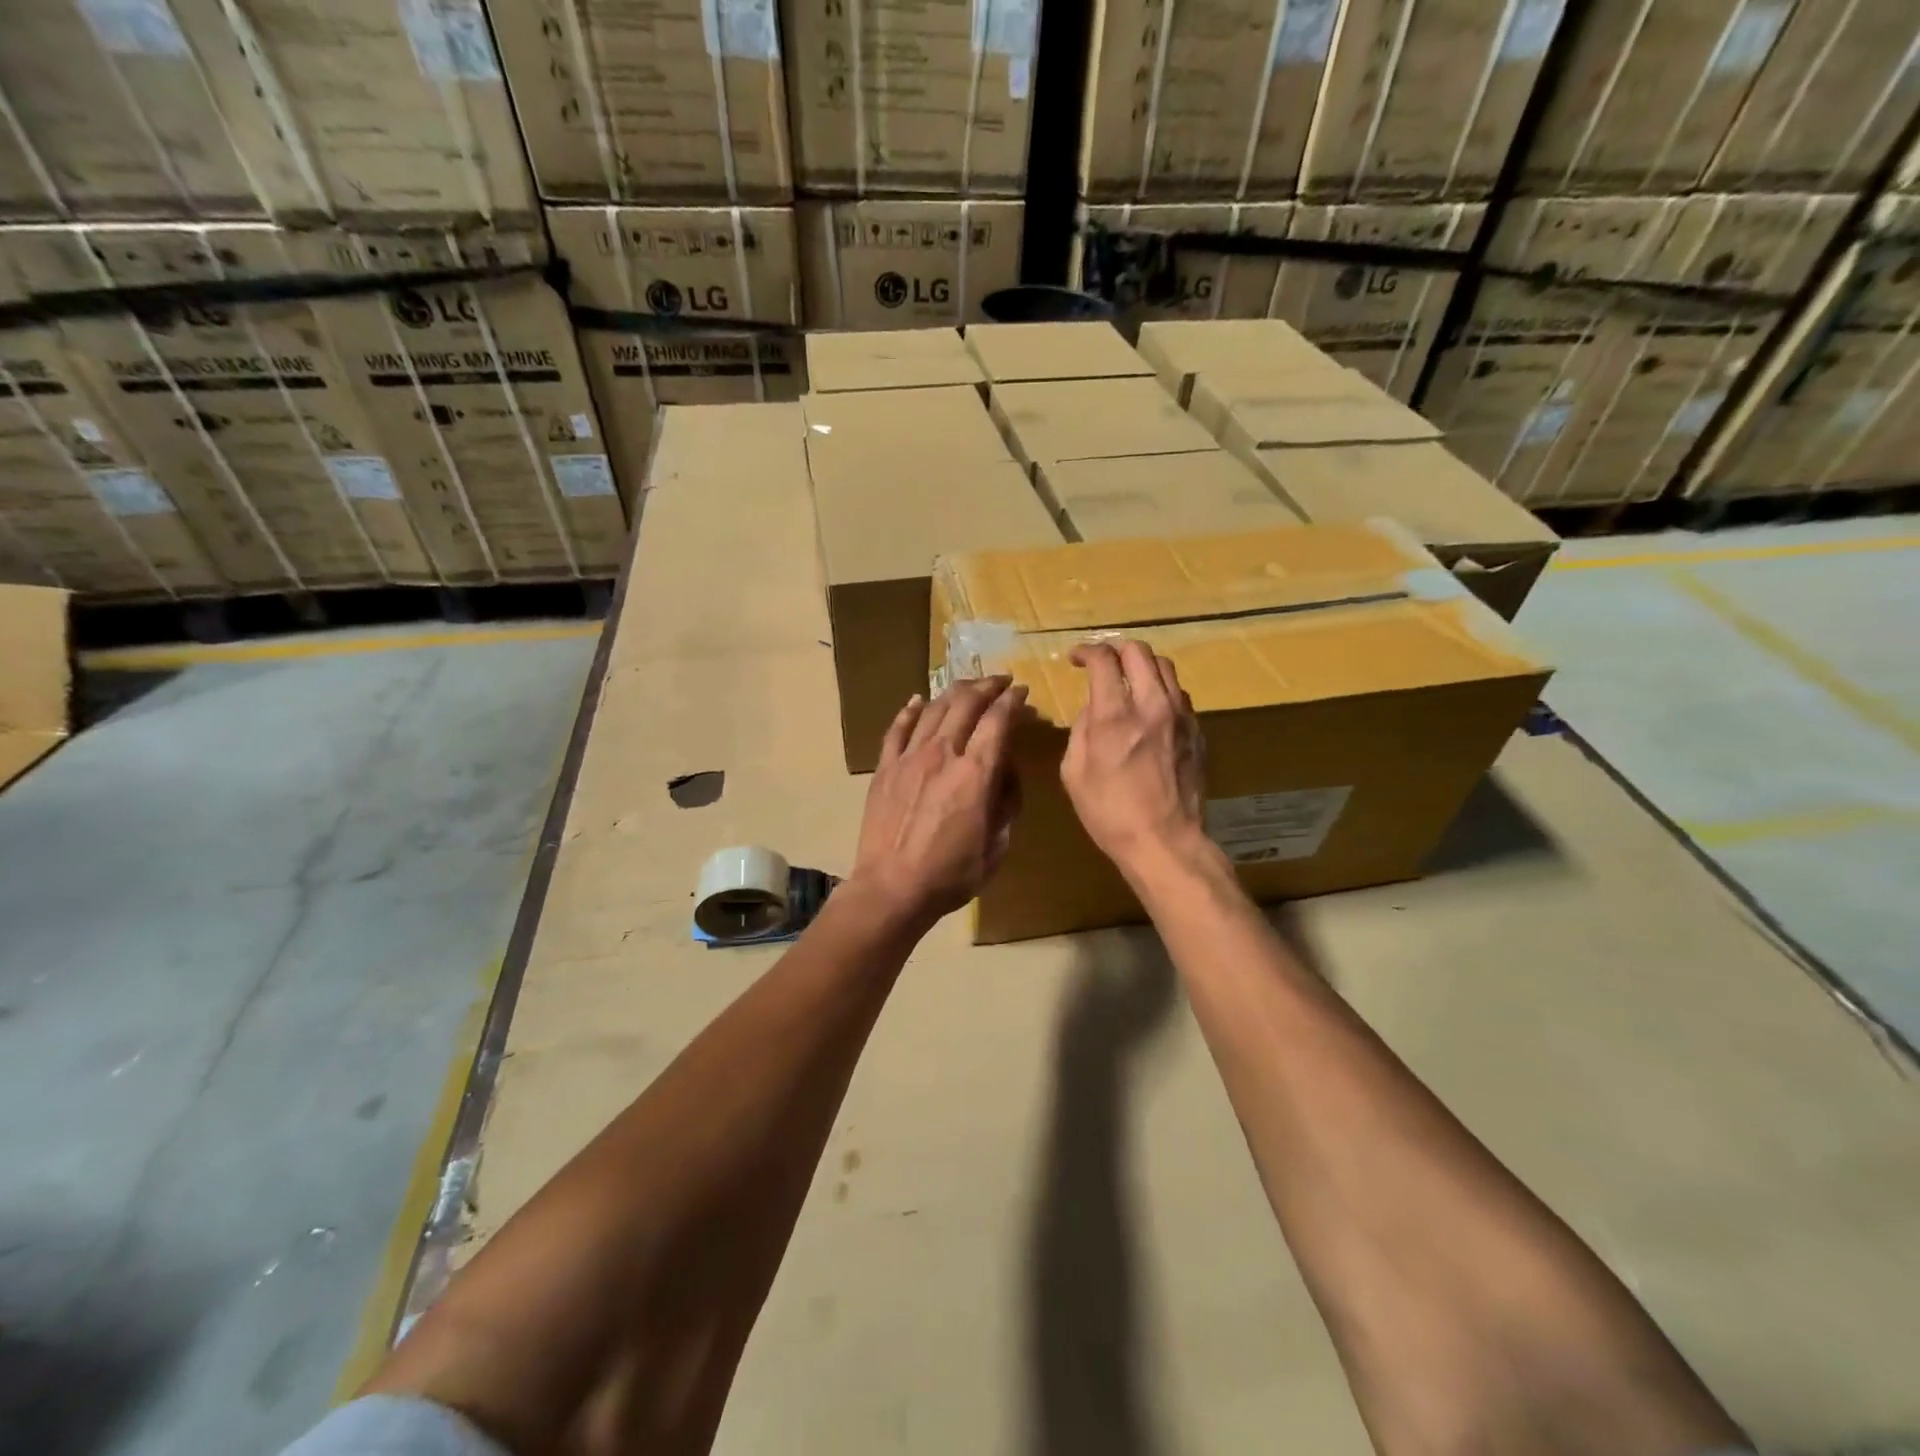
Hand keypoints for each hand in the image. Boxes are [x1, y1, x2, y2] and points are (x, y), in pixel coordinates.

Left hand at [850, 676, 1027, 927]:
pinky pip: (897, 729)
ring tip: (967, 686)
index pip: (998, 721)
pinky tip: (917, 700)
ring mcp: (909, 758)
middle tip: (999, 681)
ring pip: (933, 709)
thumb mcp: (997, 846)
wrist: (892, 888)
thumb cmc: (952, 874)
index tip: (1021, 692)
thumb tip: (1005, 771)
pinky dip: (910, 710)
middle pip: (965, 703)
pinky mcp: (885, 768)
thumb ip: (1007, 802)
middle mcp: (943, 754)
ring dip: (954, 692)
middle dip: (987, 686)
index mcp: (975, 774)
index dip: (1012, 701)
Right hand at [1061, 640, 1208, 881]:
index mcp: (1115, 716)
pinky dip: (1160, 689)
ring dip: (1142, 665)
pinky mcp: (1197, 731)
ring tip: (1128, 680)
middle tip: (1102, 663)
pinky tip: (1150, 708)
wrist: (1165, 841)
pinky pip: (1179, 694)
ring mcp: (1181, 716)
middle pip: (1139, 652)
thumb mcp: (1074, 773)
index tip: (1075, 658)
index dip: (1086, 651)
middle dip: (1115, 649)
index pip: (1104, 660)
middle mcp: (1152, 705)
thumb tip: (1092, 708)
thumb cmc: (1110, 813)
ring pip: (1165, 667)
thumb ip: (1081, 730)